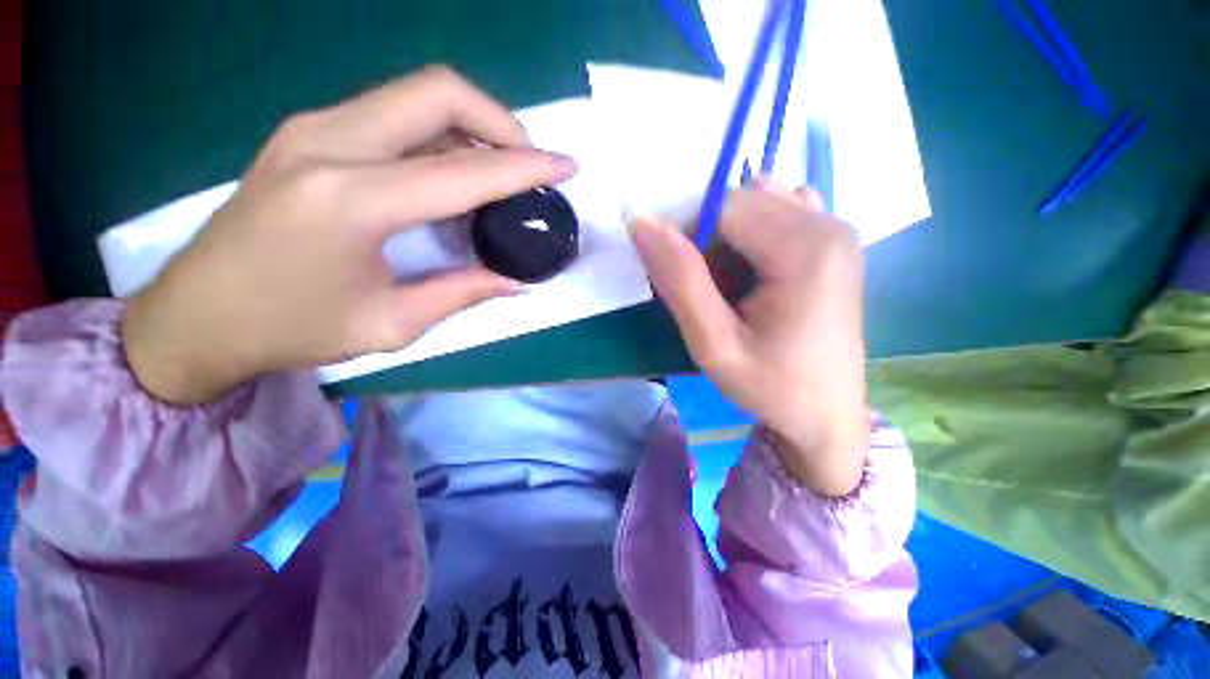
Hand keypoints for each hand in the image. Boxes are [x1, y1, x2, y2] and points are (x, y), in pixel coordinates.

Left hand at [122, 66, 577, 404]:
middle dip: (500, 121)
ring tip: (499, 168)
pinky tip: (454, 169)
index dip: (526, 167)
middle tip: (529, 163)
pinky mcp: (309, 132)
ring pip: (416, 95)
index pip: (464, 171)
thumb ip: (462, 292)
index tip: (567, 167)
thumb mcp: (391, 324)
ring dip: (472, 124)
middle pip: (438, 92)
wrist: (197, 316)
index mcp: (351, 201)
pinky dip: (440, 133)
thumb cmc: (291, 329)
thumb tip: (515, 281)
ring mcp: (313, 128)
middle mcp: (329, 143)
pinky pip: (393, 113)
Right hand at [632, 180, 867, 495]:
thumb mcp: (714, 344)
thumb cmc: (771, 387)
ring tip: (730, 289)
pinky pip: (774, 215)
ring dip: (726, 240)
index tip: (682, 284)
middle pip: (739, 202)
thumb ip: (679, 280)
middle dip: (706, 241)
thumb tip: (642, 223)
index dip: (687, 238)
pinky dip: (749, 238)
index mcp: (806, 248)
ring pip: (753, 206)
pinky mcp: (830, 240)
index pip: (721, 207)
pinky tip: (753, 276)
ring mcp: (834, 228)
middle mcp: (827, 224)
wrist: (826, 414)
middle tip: (705, 295)